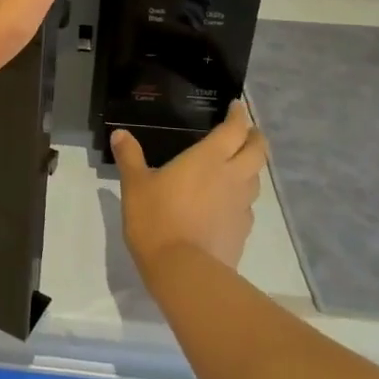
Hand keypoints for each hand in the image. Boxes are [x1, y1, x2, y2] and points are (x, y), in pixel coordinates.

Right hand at [114, 103, 267, 271]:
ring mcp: (241, 206)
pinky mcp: (242, 231)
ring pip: (256, 179)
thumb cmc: (157, 219)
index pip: (234, 129)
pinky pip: (247, 207)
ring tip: (238, 166)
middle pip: (258, 151)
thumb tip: (120, 134)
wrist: (183, 271)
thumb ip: (130, 157)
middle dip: (256, 137)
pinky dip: (241, 198)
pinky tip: (226, 204)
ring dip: (251, 168)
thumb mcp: (135, 185)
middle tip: (247, 132)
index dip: (239, 115)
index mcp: (208, 159)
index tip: (236, 107)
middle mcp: (232, 177)